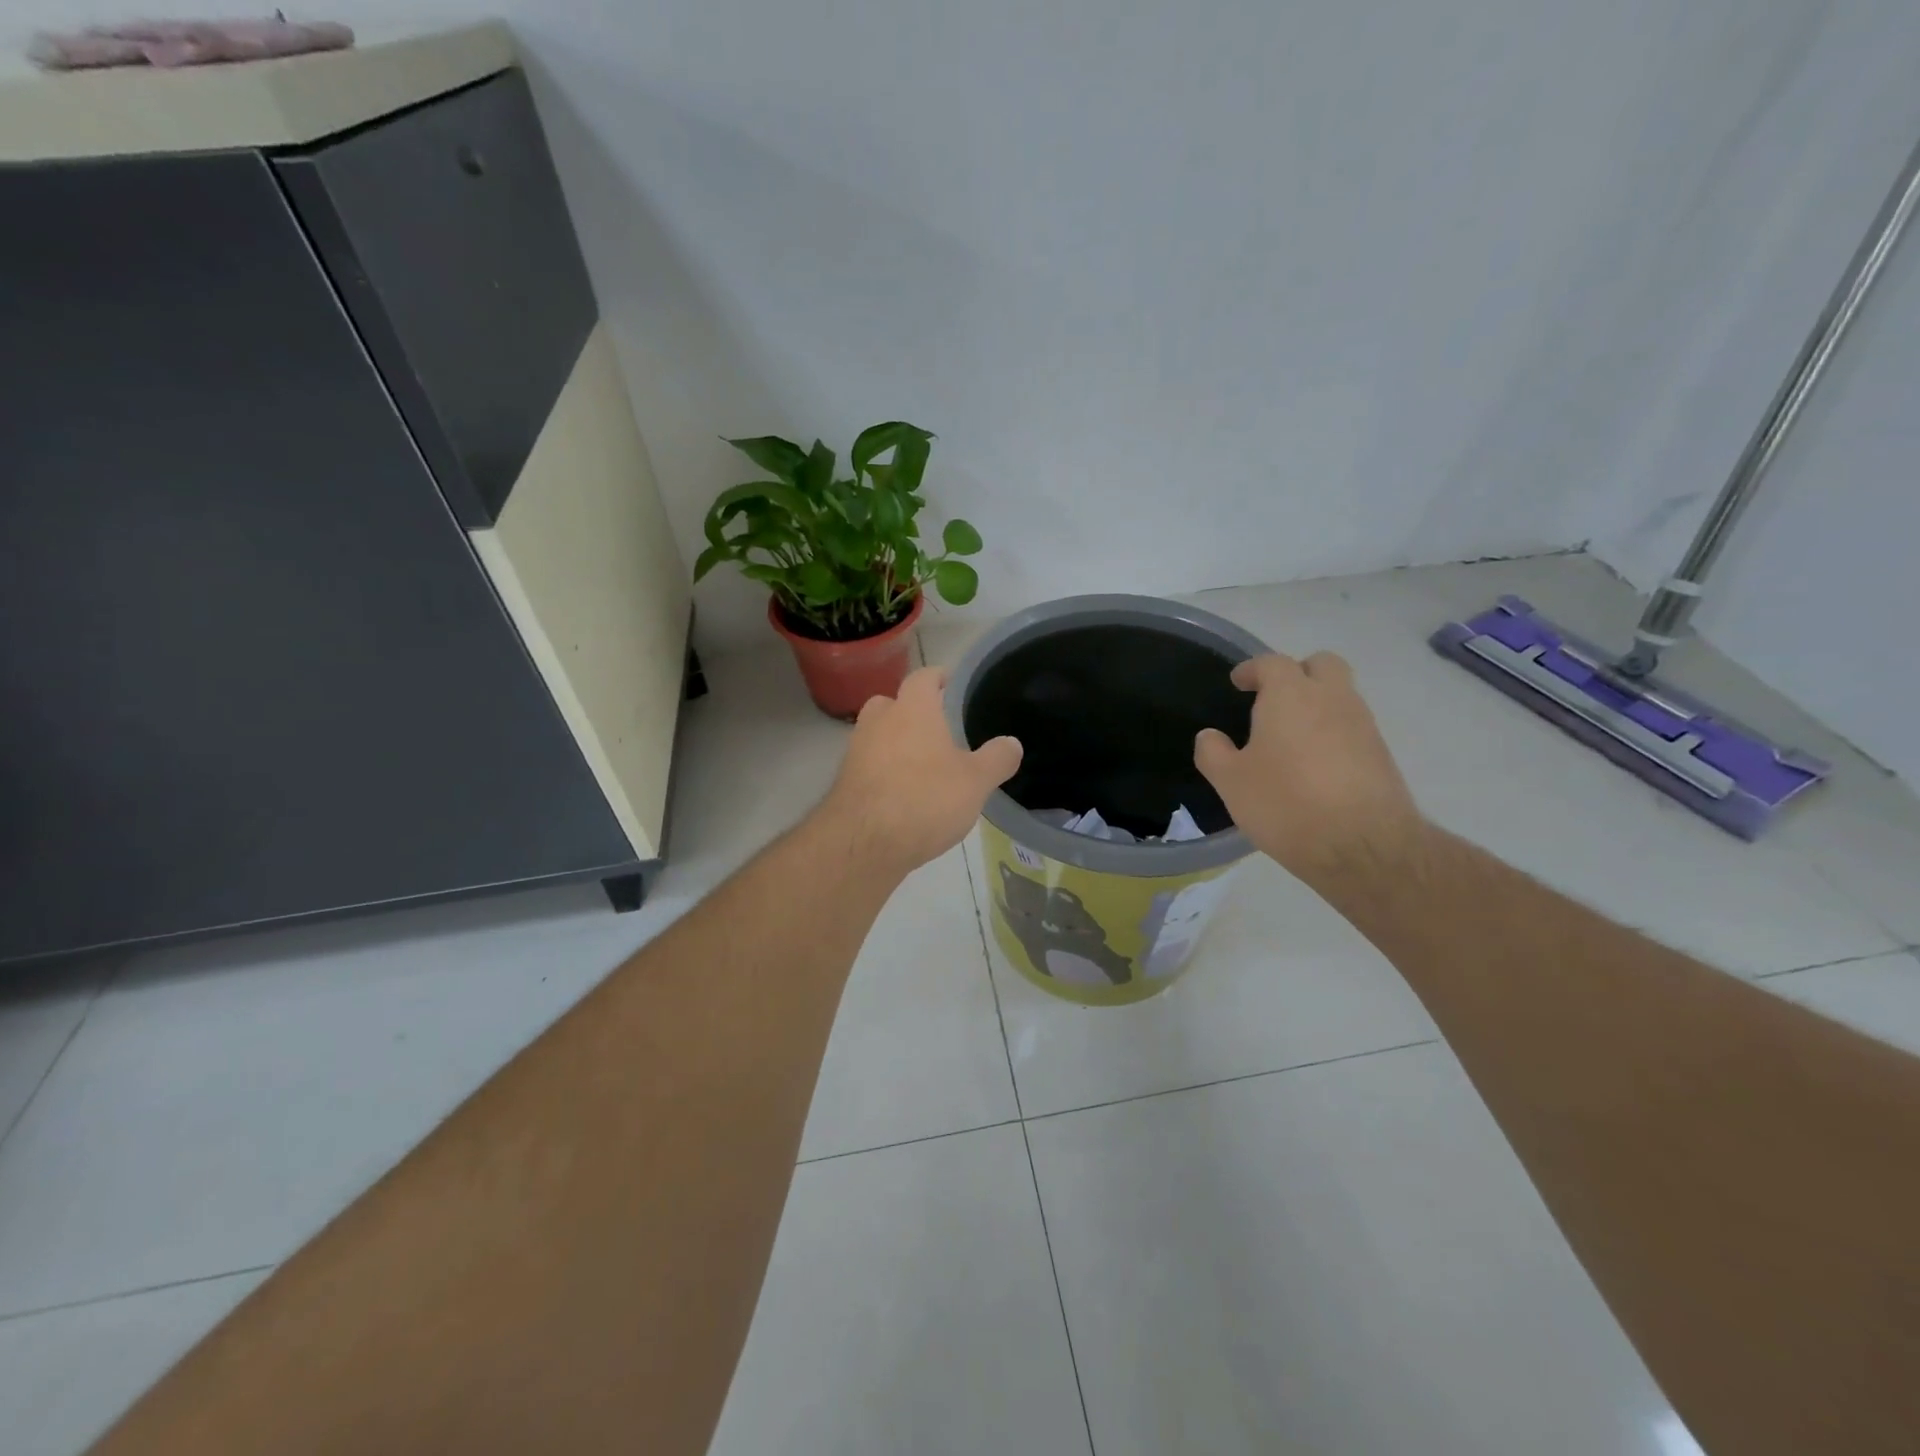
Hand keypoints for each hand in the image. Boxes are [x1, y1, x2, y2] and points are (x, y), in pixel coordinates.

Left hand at [818, 667, 1021, 877]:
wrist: (863, 842)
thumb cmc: (925, 799)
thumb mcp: (976, 782)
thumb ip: (996, 759)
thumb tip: (1012, 743)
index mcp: (912, 710)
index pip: (923, 678)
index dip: (937, 677)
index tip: (948, 680)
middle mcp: (879, 722)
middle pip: (890, 703)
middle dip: (909, 710)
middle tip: (932, 726)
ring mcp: (856, 752)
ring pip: (875, 735)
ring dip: (893, 743)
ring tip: (919, 764)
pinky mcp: (844, 782)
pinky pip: (867, 766)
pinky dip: (882, 772)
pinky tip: (900, 794)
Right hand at [1195, 653, 1426, 886]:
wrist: (1362, 846)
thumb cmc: (1285, 803)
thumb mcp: (1231, 781)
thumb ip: (1213, 752)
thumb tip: (1210, 735)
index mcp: (1291, 695)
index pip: (1272, 663)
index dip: (1252, 669)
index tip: (1238, 682)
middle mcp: (1332, 699)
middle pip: (1321, 664)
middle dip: (1298, 673)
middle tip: (1274, 698)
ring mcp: (1363, 725)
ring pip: (1342, 696)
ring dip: (1319, 704)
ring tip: (1292, 737)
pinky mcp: (1382, 755)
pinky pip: (1353, 728)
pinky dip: (1334, 733)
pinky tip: (1316, 765)